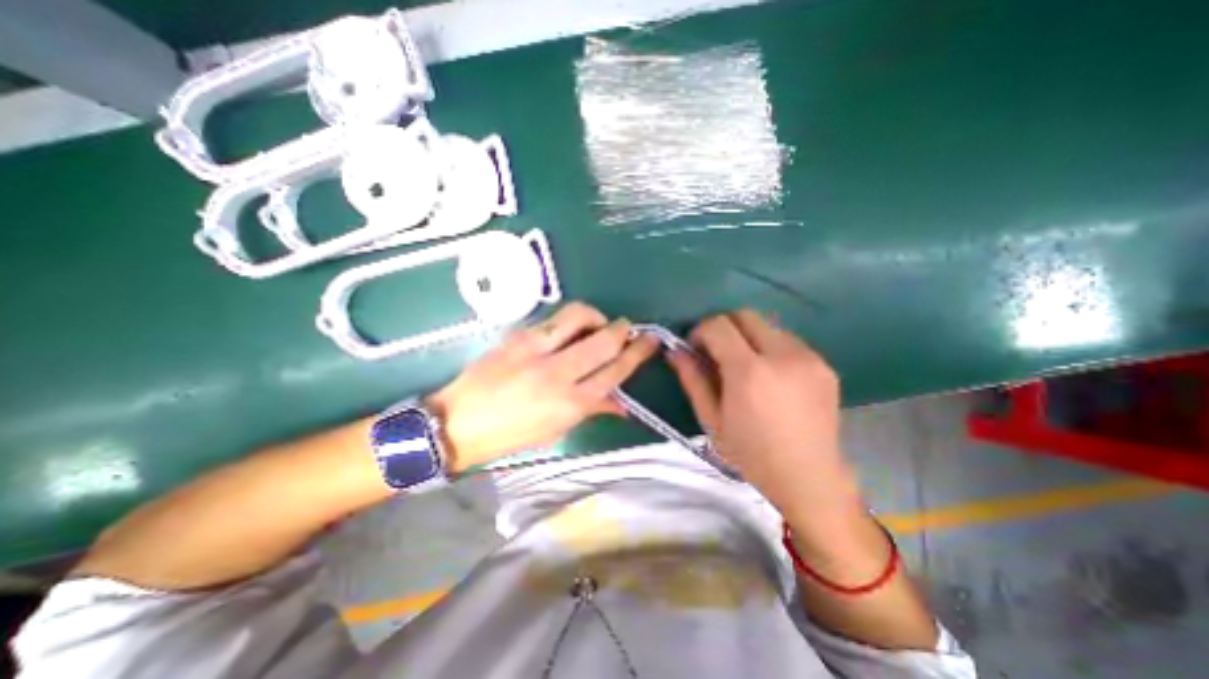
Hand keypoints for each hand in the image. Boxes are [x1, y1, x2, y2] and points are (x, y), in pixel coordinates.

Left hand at [428, 302, 660, 470]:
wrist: (459, 423)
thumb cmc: (512, 435)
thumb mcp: (557, 429)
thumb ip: (592, 409)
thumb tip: (622, 402)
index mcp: (571, 403)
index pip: (615, 370)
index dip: (637, 353)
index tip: (649, 340)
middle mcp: (558, 373)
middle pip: (604, 341)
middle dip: (623, 329)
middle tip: (628, 327)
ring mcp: (536, 350)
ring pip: (579, 317)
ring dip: (596, 316)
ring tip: (597, 323)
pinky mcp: (517, 336)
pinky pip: (553, 319)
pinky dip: (569, 320)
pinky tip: (569, 329)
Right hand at [664, 314, 864, 529]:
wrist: (809, 478)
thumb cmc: (751, 454)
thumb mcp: (711, 420)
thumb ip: (692, 380)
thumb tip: (675, 352)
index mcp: (749, 372)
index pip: (718, 325)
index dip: (701, 330)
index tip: (695, 348)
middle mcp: (782, 355)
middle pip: (745, 315)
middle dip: (724, 327)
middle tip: (718, 352)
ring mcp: (808, 358)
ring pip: (768, 326)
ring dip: (749, 337)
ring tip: (746, 367)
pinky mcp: (825, 365)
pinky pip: (789, 341)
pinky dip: (771, 348)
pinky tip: (771, 377)